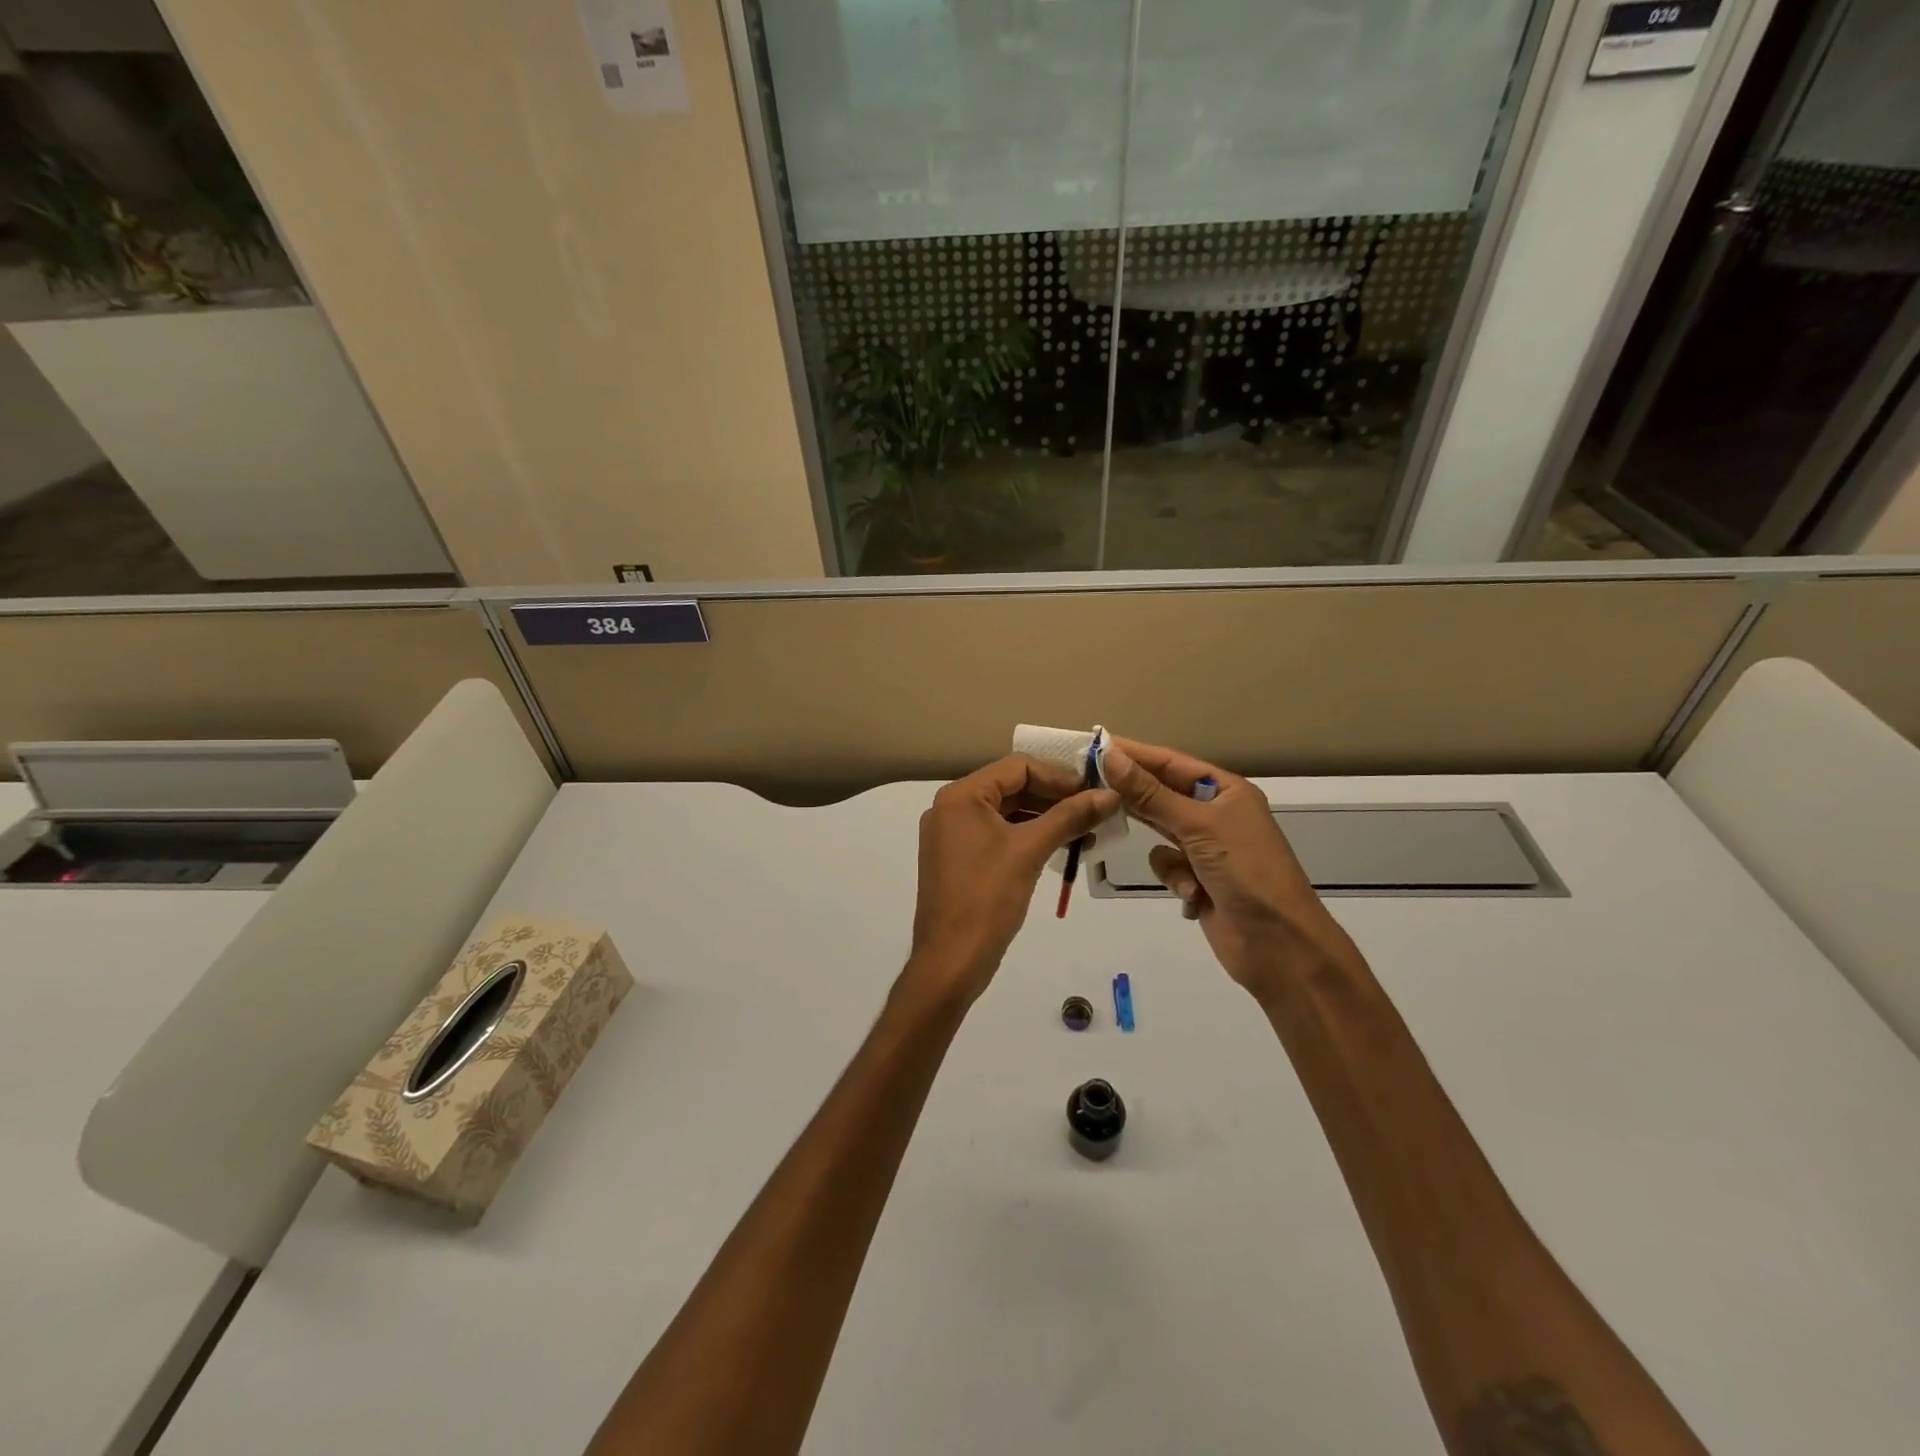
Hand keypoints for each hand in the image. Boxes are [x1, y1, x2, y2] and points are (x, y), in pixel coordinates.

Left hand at [904, 755, 1118, 1007]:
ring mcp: (953, 836)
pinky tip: (1061, 848)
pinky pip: (999, 836)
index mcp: (961, 796)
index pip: (1017, 767)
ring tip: (1087, 831)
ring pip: (1008, 813)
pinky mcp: (960, 860)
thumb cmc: (987, 898)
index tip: (1094, 790)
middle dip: (1055, 797)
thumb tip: (1111, 795)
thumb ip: (1070, 817)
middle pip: (1012, 788)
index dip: (1059, 775)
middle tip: (1096, 809)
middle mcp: (952, 808)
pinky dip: (1029, 837)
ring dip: (1046, 818)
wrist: (950, 960)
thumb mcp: (1030, 851)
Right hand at [1100, 738, 1364, 999]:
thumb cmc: (1245, 872)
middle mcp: (1217, 814)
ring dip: (1164, 850)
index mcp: (1226, 791)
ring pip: (1161, 833)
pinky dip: (1175, 879)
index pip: (1171, 762)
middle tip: (1089, 786)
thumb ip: (1149, 793)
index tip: (1094, 746)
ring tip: (1164, 857)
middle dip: (1135, 797)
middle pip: (1163, 795)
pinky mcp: (1198, 880)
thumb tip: (1109, 756)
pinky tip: (1193, 894)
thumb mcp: (1197, 825)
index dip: (1134, 754)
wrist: (1278, 944)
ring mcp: (1207, 849)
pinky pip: (1167, 866)